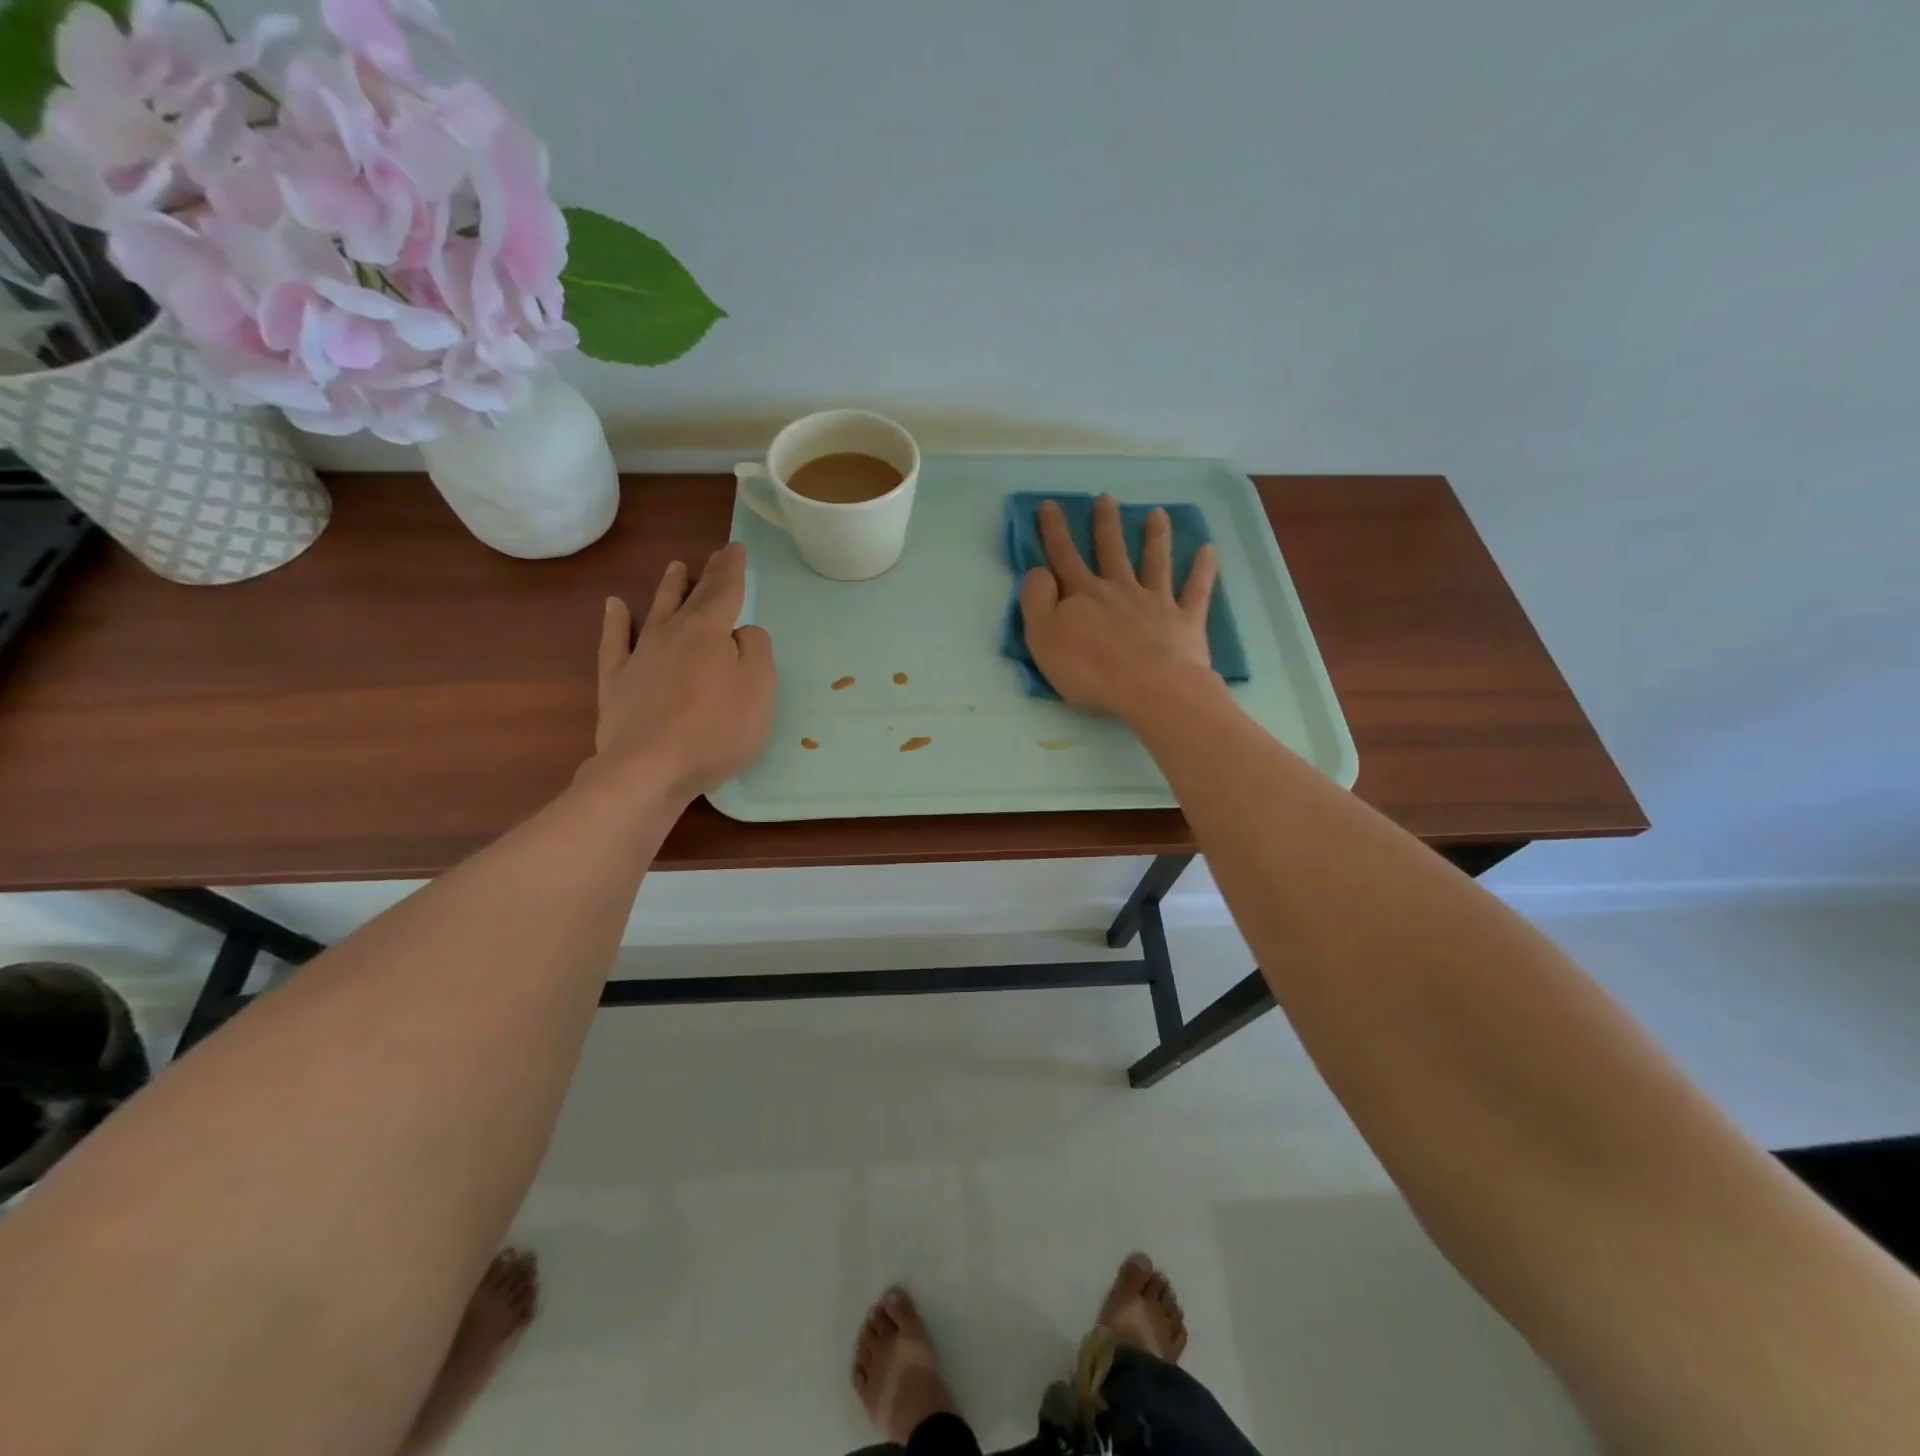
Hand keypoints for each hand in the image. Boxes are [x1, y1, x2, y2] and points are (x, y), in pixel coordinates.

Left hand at [590, 542, 775, 801]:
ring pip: (657, 611)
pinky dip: (615, 622)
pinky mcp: (617, 682)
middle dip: (707, 574)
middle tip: (716, 554)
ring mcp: (640, 656)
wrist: (649, 769)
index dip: (732, 570)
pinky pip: (615, 642)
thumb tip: (741, 633)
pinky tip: (615, 607)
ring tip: (675, 567)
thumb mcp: (759, 689)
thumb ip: (756, 651)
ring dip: (668, 589)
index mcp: (710, 632)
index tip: (735, 548)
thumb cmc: (716, 730)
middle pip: (694, 597)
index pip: (725, 592)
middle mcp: (673, 634)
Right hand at [1019, 496, 1220, 718]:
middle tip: (1106, 498)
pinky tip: (1208, 550)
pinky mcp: (1185, 620)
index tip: (1050, 504)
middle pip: (1112, 550)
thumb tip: (1038, 571)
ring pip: (1155, 561)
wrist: (1151, 688)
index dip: (1054, 531)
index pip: (1064, 556)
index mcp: (1084, 595)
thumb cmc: (1090, 669)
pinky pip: (1196, 589)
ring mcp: (1156, 602)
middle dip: (1106, 523)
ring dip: (1156, 536)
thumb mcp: (1043, 638)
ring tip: (1158, 513)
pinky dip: (1202, 570)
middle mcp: (1120, 589)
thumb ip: (1036, 601)